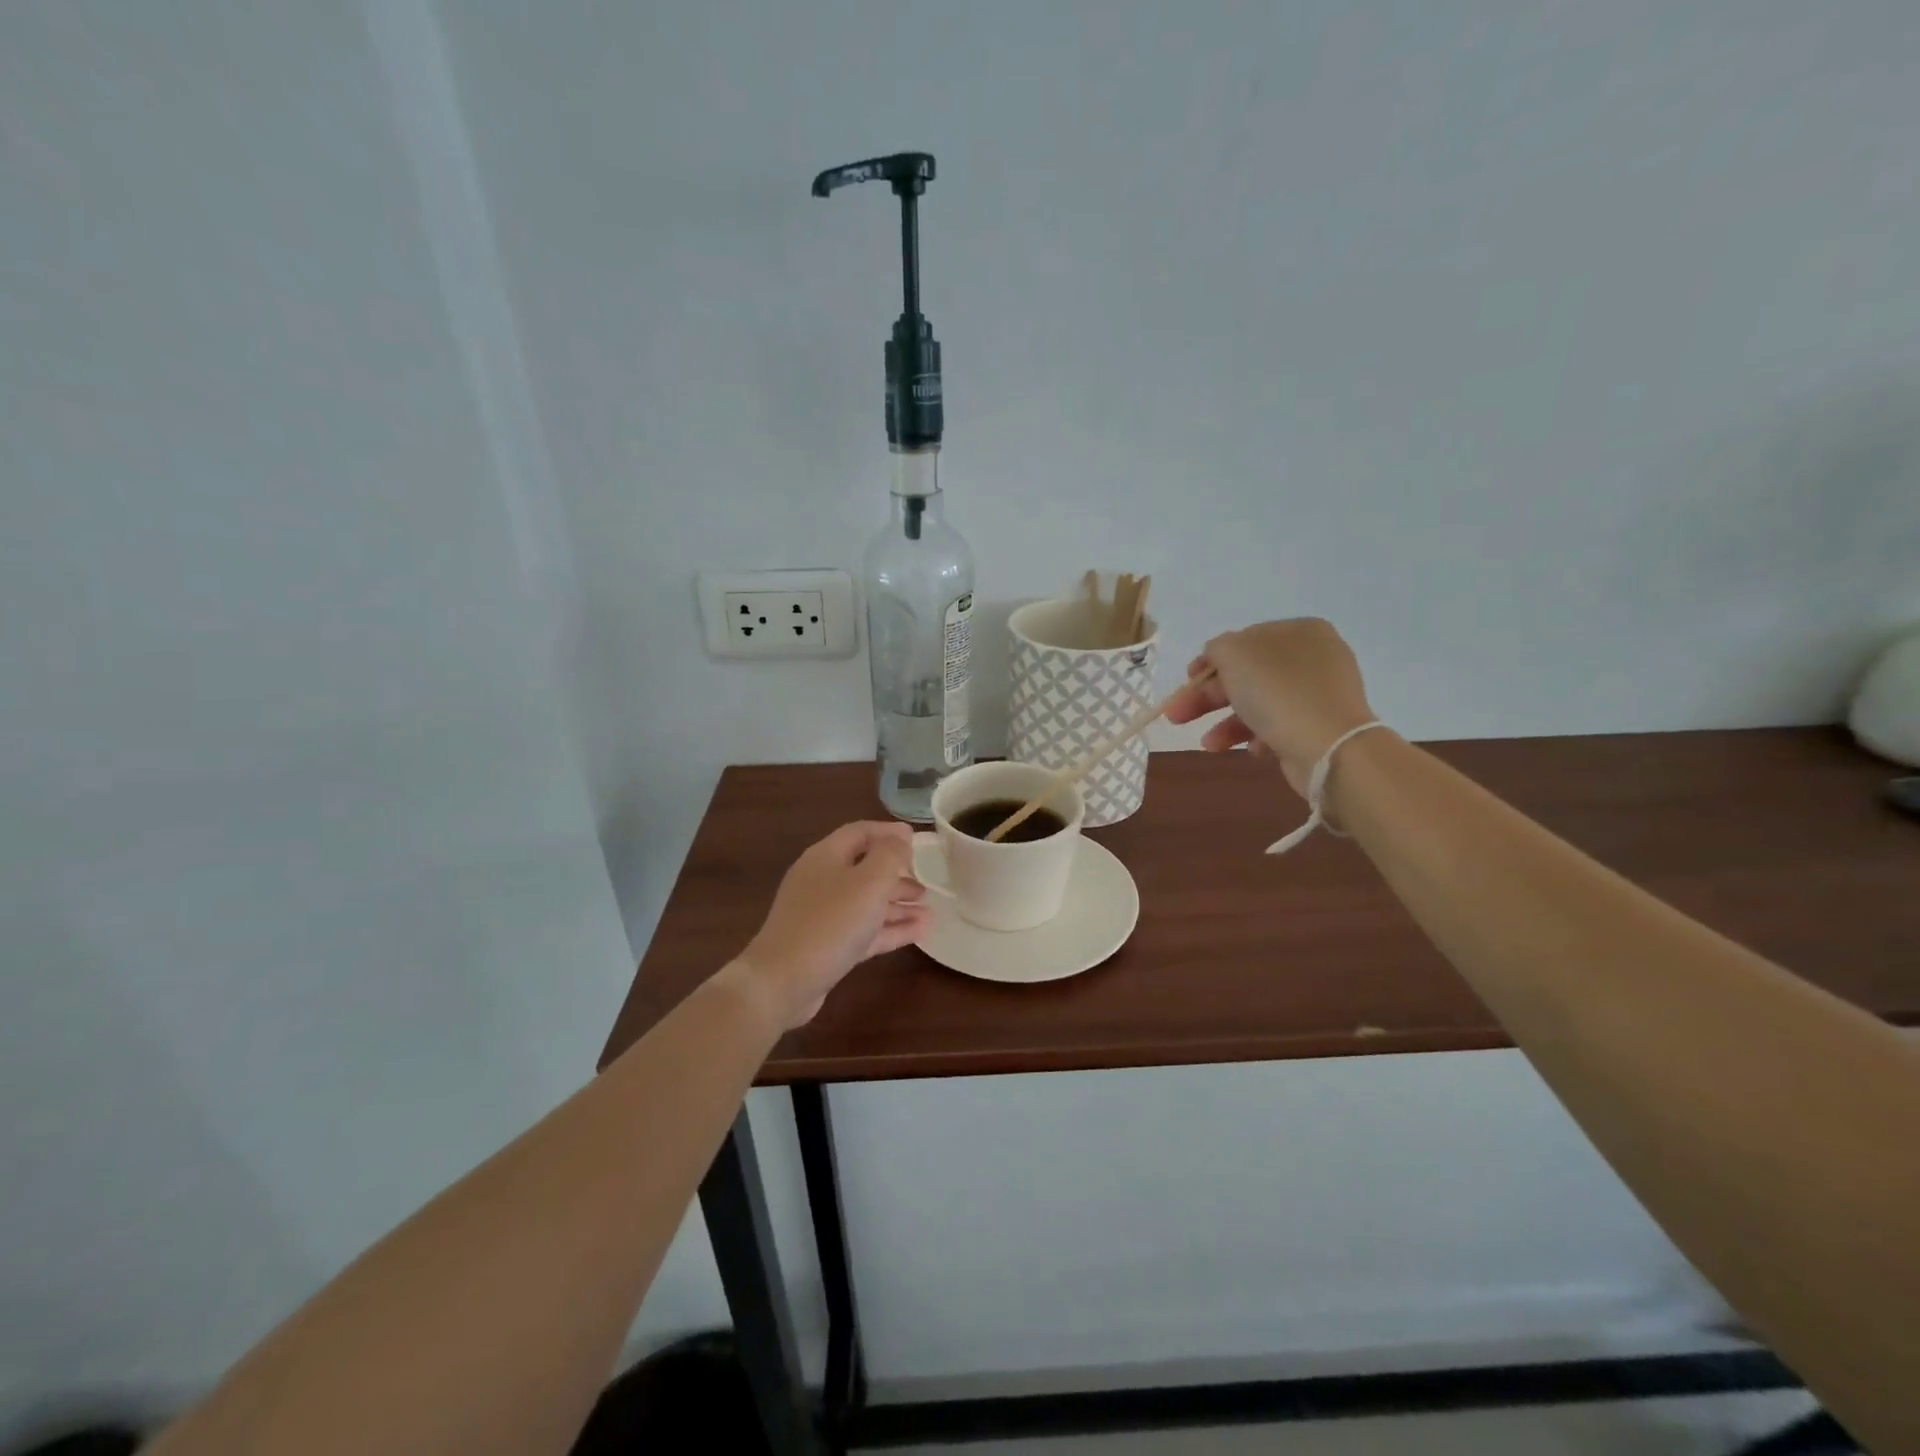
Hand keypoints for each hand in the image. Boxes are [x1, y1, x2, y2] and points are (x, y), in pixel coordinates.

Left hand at [736, 822, 928, 1029]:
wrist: (782, 981)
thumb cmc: (830, 923)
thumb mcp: (869, 882)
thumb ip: (890, 855)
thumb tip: (900, 839)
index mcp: (826, 856)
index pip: (860, 832)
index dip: (888, 832)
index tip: (916, 839)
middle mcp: (822, 880)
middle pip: (864, 868)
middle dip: (897, 874)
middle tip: (926, 882)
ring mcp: (822, 915)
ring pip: (866, 902)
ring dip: (898, 904)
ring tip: (929, 910)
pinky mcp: (827, 945)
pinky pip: (864, 930)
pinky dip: (890, 929)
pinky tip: (919, 933)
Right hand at [1164, 619, 1376, 795]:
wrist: (1329, 747)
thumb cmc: (1278, 692)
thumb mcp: (1234, 655)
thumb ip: (1216, 648)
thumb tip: (1216, 656)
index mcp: (1299, 630)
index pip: (1242, 641)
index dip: (1209, 662)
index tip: (1186, 682)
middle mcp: (1313, 657)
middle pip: (1246, 674)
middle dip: (1208, 698)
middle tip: (1178, 717)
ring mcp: (1319, 693)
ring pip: (1258, 703)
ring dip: (1226, 723)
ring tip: (1209, 744)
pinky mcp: (1319, 726)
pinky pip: (1277, 726)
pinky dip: (1256, 736)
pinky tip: (1251, 749)